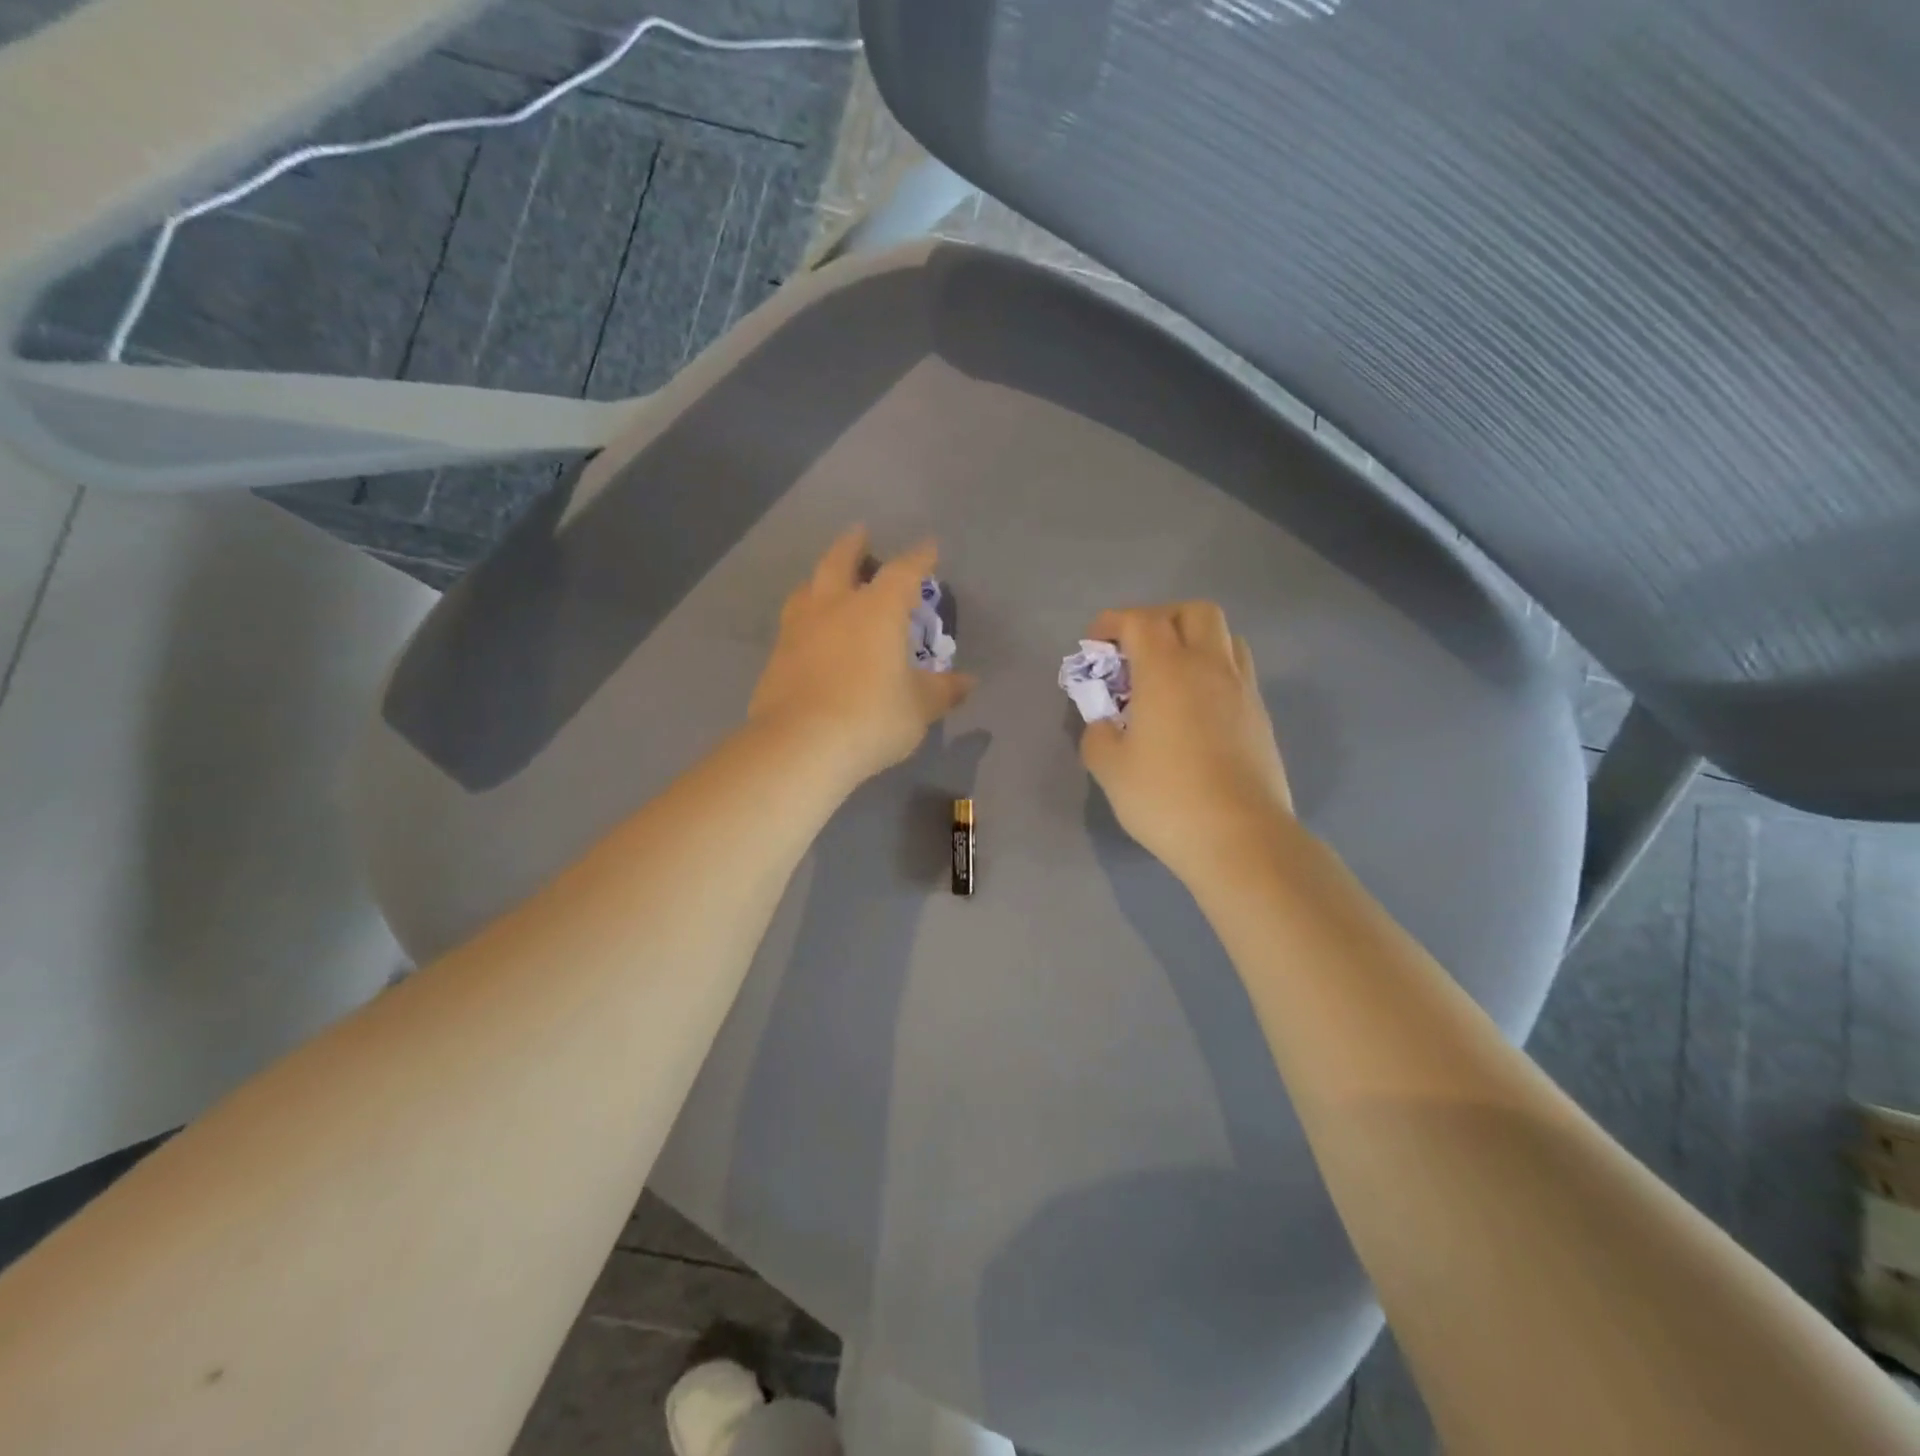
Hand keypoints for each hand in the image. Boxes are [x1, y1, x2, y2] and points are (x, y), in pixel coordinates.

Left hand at [749, 527, 975, 788]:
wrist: (800, 745)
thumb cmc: (871, 718)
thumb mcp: (918, 708)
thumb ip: (942, 691)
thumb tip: (967, 682)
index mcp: (877, 610)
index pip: (903, 572)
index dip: (919, 559)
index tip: (928, 548)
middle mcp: (835, 607)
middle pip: (840, 562)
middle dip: (854, 545)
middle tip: (860, 534)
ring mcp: (799, 629)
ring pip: (808, 589)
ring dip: (821, 578)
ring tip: (828, 580)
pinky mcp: (776, 657)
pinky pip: (793, 624)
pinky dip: (806, 617)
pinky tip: (810, 633)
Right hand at [1079, 602, 1293, 883]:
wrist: (1240, 837)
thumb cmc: (1166, 798)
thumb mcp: (1110, 769)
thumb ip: (1097, 735)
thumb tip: (1105, 724)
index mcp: (1167, 670)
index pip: (1141, 620)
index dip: (1113, 622)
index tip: (1095, 644)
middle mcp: (1209, 666)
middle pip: (1194, 612)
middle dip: (1161, 619)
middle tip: (1138, 652)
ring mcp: (1243, 689)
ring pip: (1225, 637)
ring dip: (1194, 641)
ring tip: (1170, 677)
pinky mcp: (1261, 716)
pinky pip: (1237, 672)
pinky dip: (1213, 673)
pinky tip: (1195, 710)